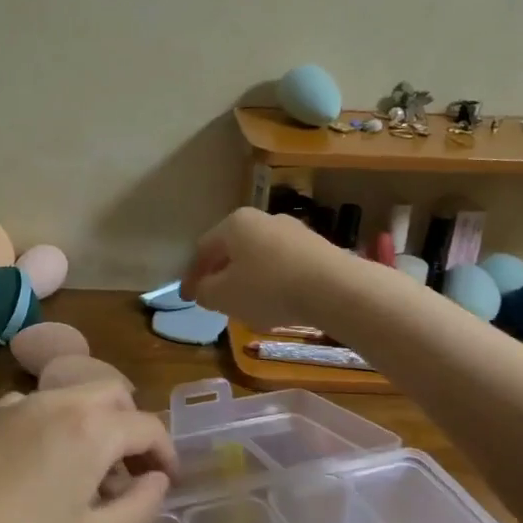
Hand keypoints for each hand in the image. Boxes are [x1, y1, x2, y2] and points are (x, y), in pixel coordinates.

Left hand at [0, 382, 177, 522]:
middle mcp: (57, 401)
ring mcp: (18, 404)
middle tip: (129, 475)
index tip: (166, 482)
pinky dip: (59, 425)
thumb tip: (157, 481)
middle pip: (112, 396)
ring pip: (74, 397)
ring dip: (95, 425)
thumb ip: (139, 507)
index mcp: (90, 428)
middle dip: (131, 428)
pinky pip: (40, 407)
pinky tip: (43, 470)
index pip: (146, 425)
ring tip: (87, 478)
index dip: (165, 452)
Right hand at [181, 207, 349, 331]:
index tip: (187, 298)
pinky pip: (284, 264)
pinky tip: (277, 301)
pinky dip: (273, 281)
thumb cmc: (268, 288)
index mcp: (234, 224)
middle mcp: (263, 219)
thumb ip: (205, 292)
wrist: (335, 288)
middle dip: (221, 274)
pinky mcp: (317, 247)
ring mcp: (293, 230)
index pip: (202, 249)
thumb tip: (203, 288)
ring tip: (246, 303)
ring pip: (259, 256)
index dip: (191, 276)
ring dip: (248, 278)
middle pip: (232, 249)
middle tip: (214, 298)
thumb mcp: (224, 296)